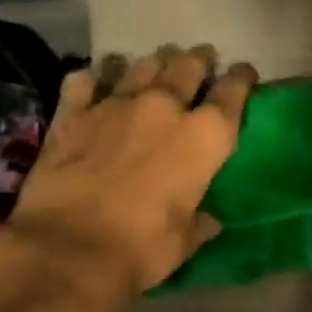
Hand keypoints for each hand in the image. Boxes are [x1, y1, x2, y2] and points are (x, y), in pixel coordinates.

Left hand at [0, 47, 256, 311]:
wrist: (68, 250)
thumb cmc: (142, 249)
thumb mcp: (184, 242)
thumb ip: (199, 223)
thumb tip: (209, 221)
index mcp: (205, 136)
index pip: (233, 91)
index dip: (241, 78)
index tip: (243, 73)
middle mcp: (166, 107)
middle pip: (188, 65)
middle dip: (198, 61)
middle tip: (199, 62)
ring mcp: (116, 104)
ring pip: (141, 64)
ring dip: (152, 64)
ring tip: (153, 67)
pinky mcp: (73, 113)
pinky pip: (85, 80)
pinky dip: (94, 78)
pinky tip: (95, 82)